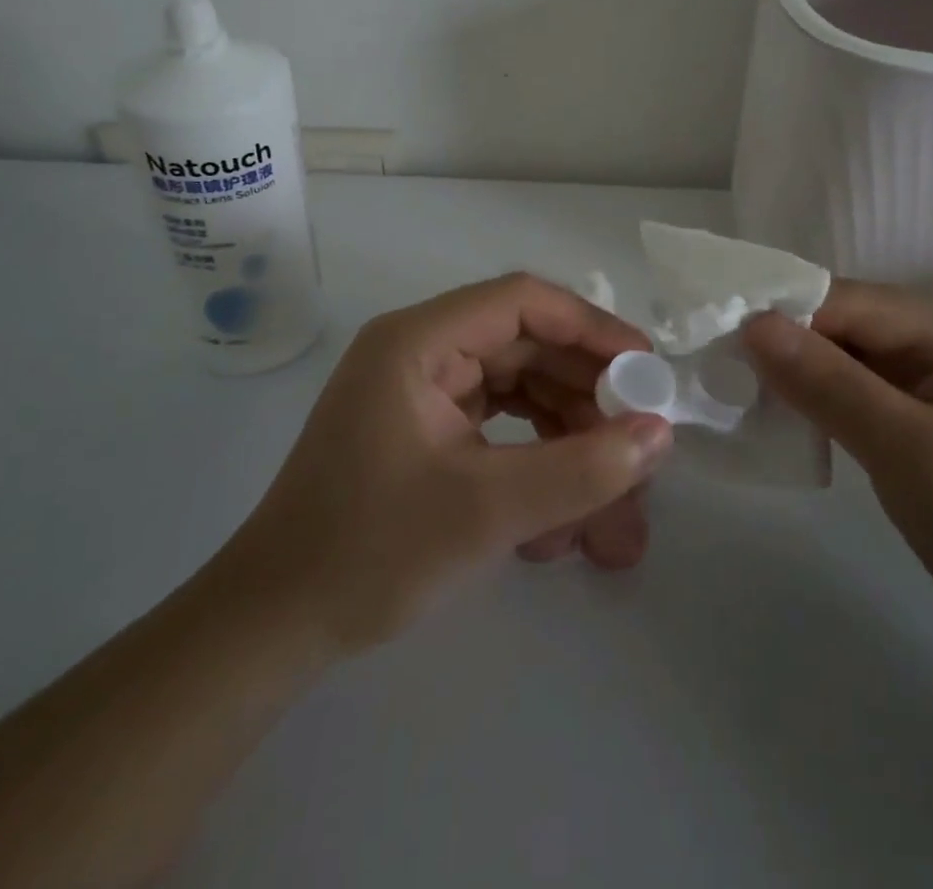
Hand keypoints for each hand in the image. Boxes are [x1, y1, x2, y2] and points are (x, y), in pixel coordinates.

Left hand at [212, 274, 673, 656]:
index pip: (522, 303)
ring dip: (568, 444)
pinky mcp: (428, 432)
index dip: (591, 328)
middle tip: (638, 448)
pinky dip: (536, 465)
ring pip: (520, 394)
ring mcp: (423, 393)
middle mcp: (421, 352)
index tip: (644, 369)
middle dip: (587, 402)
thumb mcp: (486, 511)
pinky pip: (499, 429)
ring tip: (611, 511)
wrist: (273, 629)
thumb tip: (659, 435)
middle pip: (527, 350)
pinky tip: (561, 526)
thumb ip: (580, 470)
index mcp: (418, 341)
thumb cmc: (368, 553)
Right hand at [743, 281, 932, 650]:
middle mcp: (925, 334)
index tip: (711, 337)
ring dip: (785, 371)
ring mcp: (914, 373)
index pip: (839, 299)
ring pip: (830, 354)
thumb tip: (752, 325)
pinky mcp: (902, 410)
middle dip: (776, 342)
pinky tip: (770, 414)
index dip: (776, 314)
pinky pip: (841, 387)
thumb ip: (831, 384)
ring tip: (725, 388)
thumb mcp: (911, 450)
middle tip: (707, 366)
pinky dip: (806, 399)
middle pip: (831, 321)